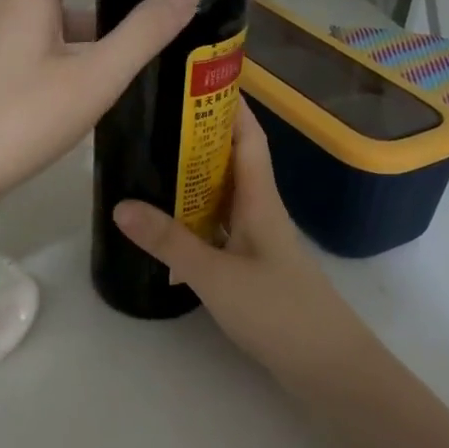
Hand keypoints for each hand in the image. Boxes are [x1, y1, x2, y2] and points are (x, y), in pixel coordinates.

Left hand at [0, 0, 199, 214]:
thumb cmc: (18, 122)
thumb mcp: (94, 80)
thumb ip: (144, 33)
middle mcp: (0, 5)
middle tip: (138, 2)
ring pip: (38, 4)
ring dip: (81, 11)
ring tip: (121, 46)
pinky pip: (26, 35)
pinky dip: (60, 39)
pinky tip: (83, 81)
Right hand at [112, 102, 377, 392]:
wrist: (328, 368)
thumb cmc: (279, 312)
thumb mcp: (216, 275)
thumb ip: (170, 242)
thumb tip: (120, 205)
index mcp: (260, 200)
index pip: (247, 137)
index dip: (227, 104)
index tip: (192, 79)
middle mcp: (261, 213)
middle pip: (231, 162)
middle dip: (197, 139)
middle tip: (151, 123)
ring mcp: (259, 243)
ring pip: (223, 198)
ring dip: (192, 181)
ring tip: (148, 167)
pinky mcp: (253, 270)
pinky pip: (219, 230)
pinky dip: (194, 221)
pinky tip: (167, 228)